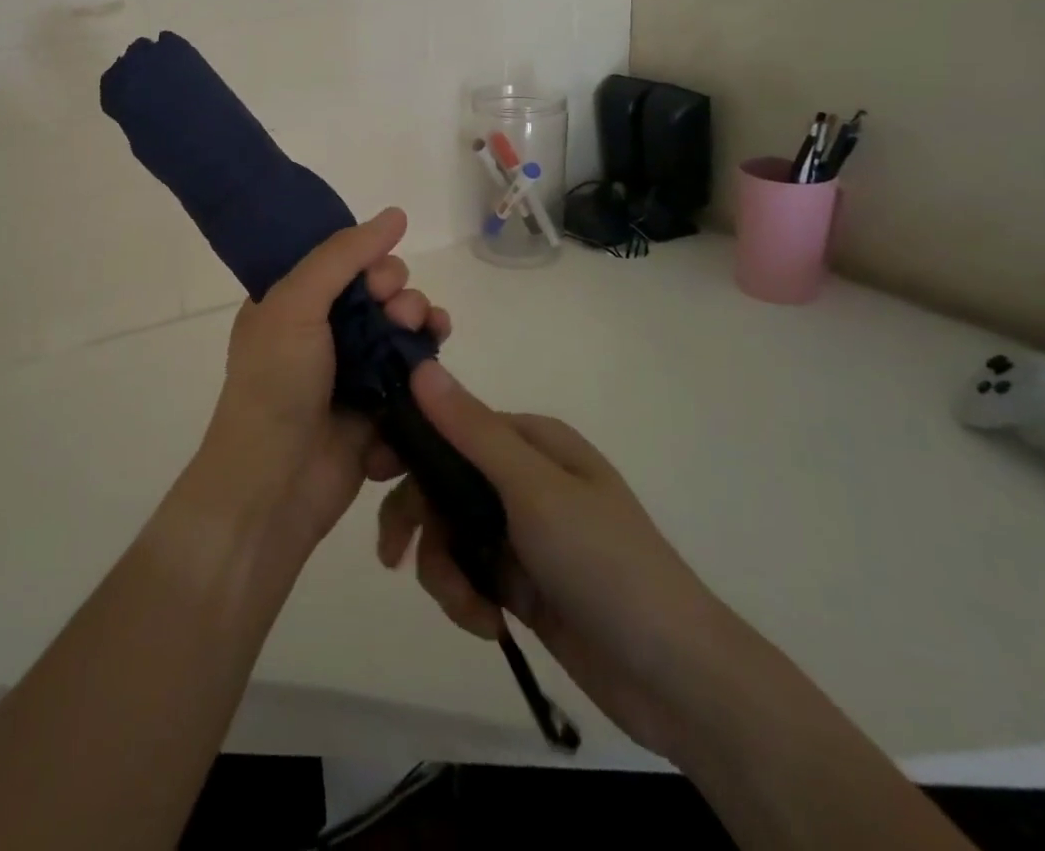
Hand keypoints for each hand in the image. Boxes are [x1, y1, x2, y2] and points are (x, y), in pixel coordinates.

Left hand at [197, 207, 449, 556]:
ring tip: (429, 330)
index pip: (343, 265)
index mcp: (292, 304)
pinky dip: (427, 363)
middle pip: (379, 296)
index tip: (380, 279)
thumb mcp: (296, 303)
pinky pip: (412, 375)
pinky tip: (436, 359)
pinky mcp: (377, 411)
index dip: (370, 263)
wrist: (274, 484)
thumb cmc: (276, 383)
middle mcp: (320, 334)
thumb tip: (396, 214)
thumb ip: (342, 255)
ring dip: (421, 322)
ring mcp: (350, 374)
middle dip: (400, 294)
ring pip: (401, 332)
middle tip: (400, 310)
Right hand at [376, 362, 746, 756]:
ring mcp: (521, 531)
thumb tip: (421, 366)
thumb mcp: (533, 490)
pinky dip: (467, 598)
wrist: (676, 677)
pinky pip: (469, 573)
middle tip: (391, 554)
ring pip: (449, 532)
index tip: (368, 474)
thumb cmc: (605, 563)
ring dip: (445, 570)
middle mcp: (522, 477)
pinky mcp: (521, 581)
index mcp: (531, 442)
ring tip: (468, 609)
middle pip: (442, 482)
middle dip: (418, 519)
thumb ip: (471, 431)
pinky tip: (488, 625)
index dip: (407, 445)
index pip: (450, 424)